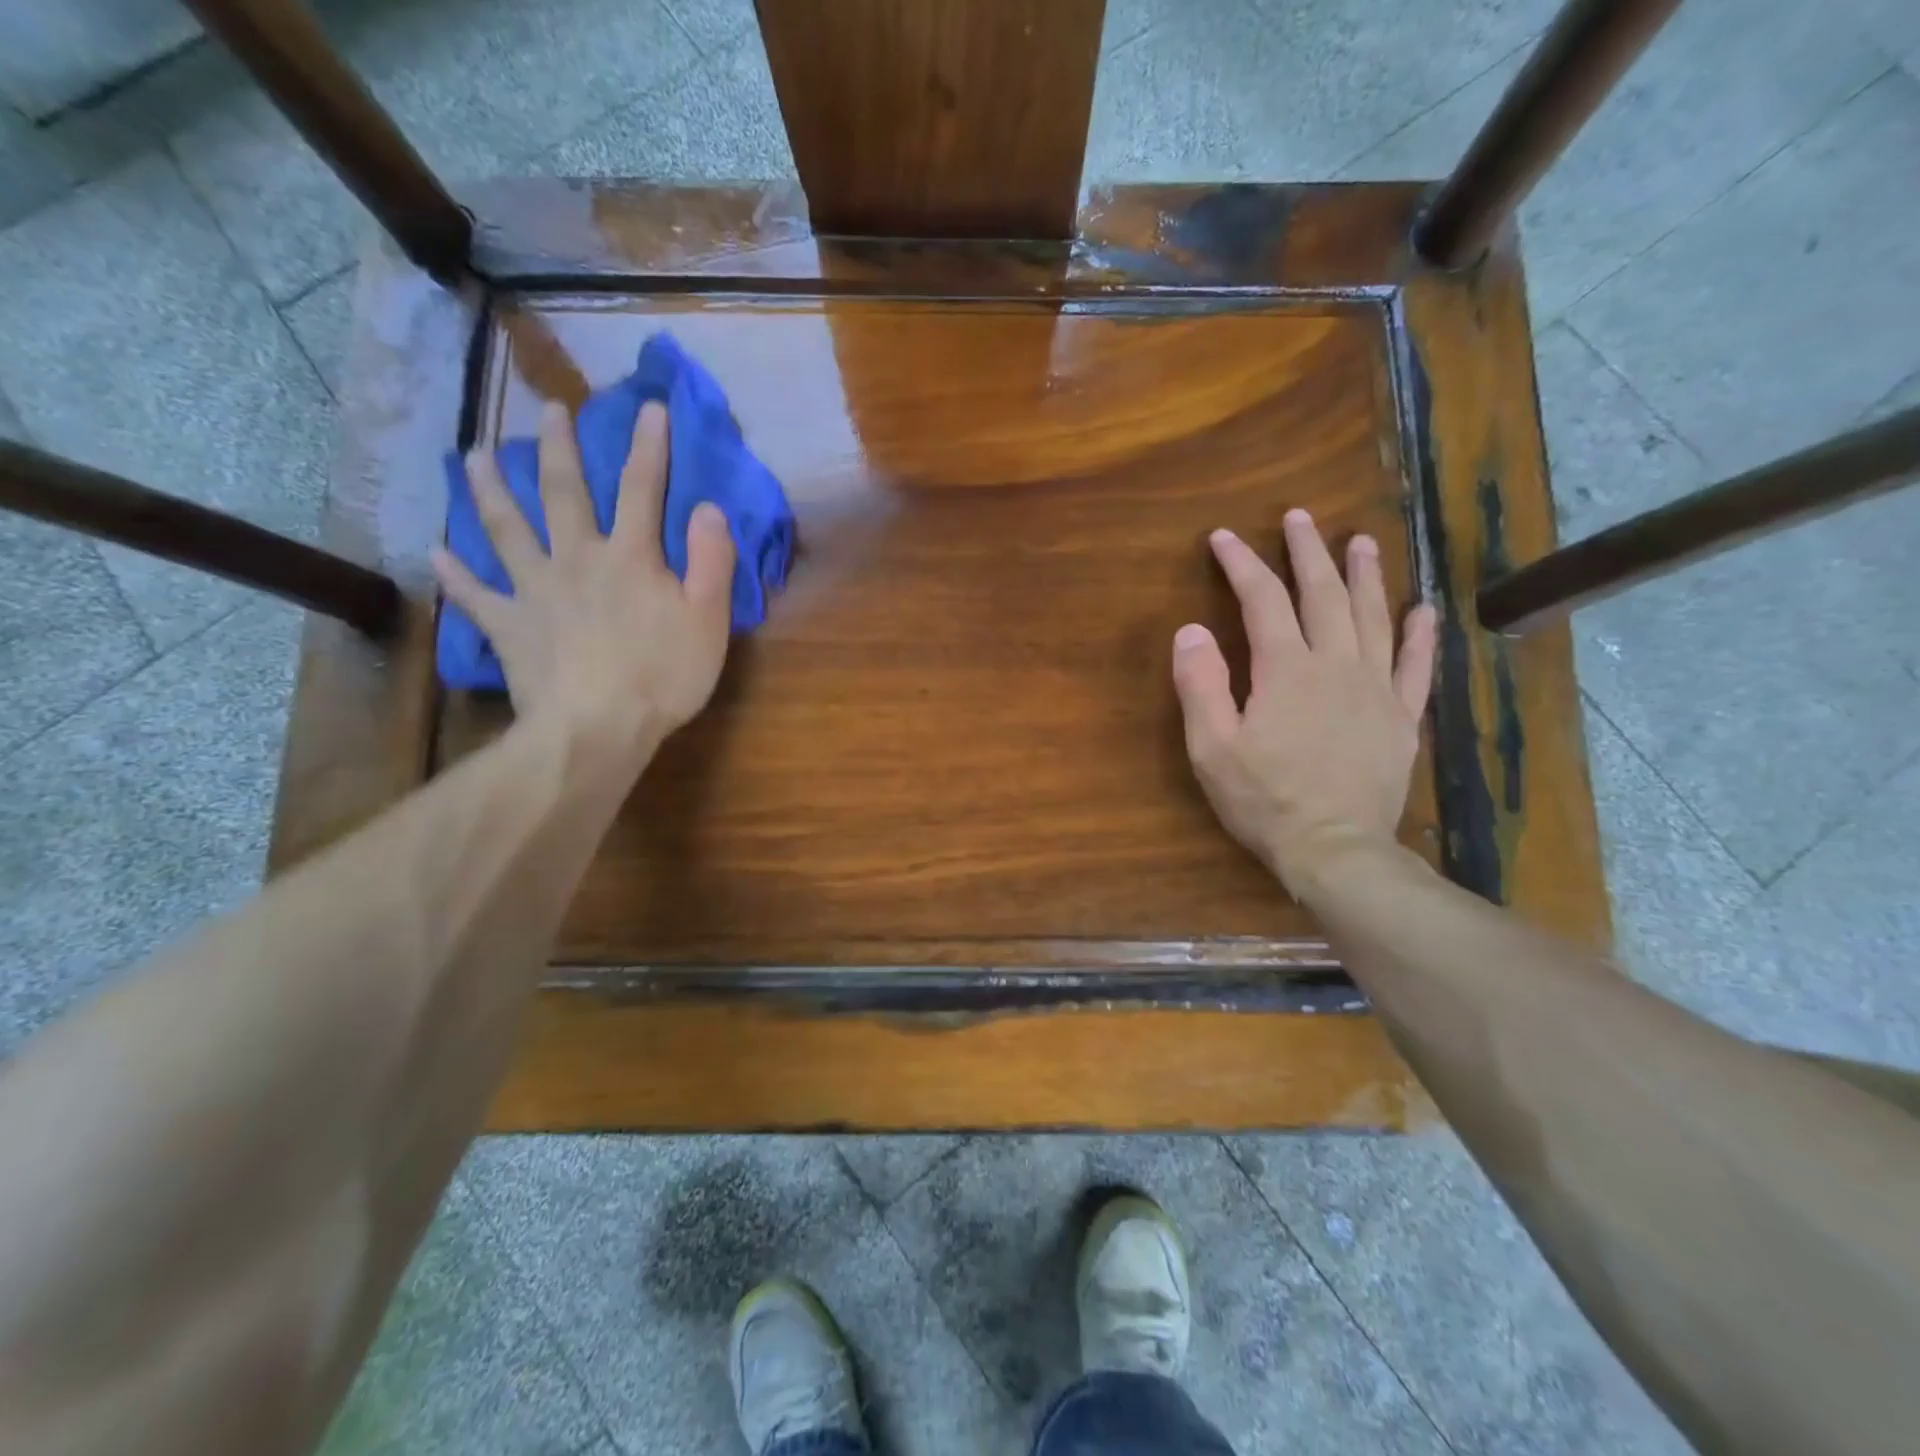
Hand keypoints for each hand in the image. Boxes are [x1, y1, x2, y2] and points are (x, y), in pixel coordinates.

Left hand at [431, 400, 735, 764]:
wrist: (597, 728)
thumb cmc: (663, 676)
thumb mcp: (708, 620)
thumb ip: (711, 561)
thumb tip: (708, 508)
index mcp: (631, 557)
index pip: (642, 490)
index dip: (649, 447)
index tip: (651, 408)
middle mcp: (577, 559)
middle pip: (564, 494)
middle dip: (560, 448)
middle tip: (549, 411)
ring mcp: (535, 590)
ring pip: (505, 528)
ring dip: (490, 489)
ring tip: (474, 455)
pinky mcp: (508, 626)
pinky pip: (474, 595)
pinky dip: (454, 573)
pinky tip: (435, 550)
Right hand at [1173, 510, 1436, 895]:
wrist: (1334, 849)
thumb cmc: (1264, 799)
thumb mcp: (1211, 747)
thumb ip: (1201, 685)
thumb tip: (1191, 629)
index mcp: (1285, 669)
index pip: (1262, 600)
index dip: (1242, 564)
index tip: (1223, 537)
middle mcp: (1335, 665)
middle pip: (1323, 595)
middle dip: (1307, 553)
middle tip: (1299, 518)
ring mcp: (1375, 689)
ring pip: (1373, 617)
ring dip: (1366, 576)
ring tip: (1362, 542)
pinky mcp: (1400, 717)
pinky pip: (1415, 666)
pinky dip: (1420, 635)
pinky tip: (1423, 609)